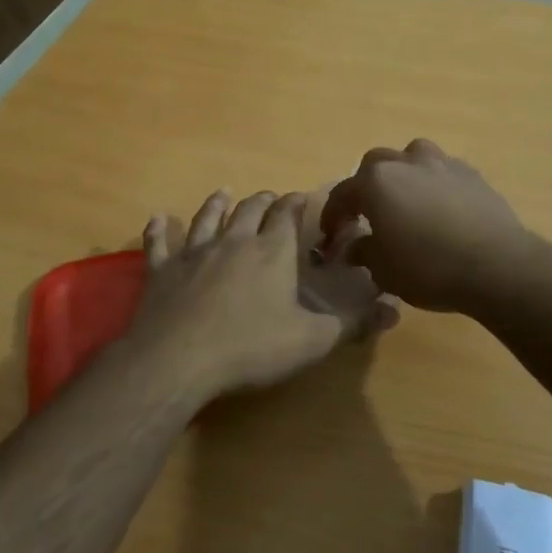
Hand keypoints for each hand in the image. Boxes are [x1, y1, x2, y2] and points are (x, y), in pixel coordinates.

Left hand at [129, 188, 396, 402]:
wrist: (178, 360)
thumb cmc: (250, 348)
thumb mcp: (312, 340)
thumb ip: (352, 323)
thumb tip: (393, 310)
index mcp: (271, 252)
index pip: (287, 215)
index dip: (296, 204)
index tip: (301, 197)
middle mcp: (233, 242)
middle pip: (249, 210)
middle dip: (262, 200)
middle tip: (269, 196)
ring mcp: (193, 253)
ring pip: (206, 218)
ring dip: (216, 204)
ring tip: (222, 193)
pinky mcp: (161, 271)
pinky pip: (159, 243)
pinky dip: (159, 230)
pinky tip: (158, 219)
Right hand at [320, 139, 525, 311]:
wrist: (497, 265)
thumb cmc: (429, 268)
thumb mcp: (385, 271)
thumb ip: (364, 253)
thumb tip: (355, 247)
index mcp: (376, 182)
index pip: (342, 194)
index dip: (332, 216)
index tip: (331, 236)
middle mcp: (406, 162)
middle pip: (375, 165)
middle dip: (366, 187)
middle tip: (368, 213)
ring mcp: (442, 163)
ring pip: (412, 158)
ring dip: (403, 175)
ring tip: (407, 202)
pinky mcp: (472, 173)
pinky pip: (442, 172)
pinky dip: (434, 185)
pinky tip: (440, 209)